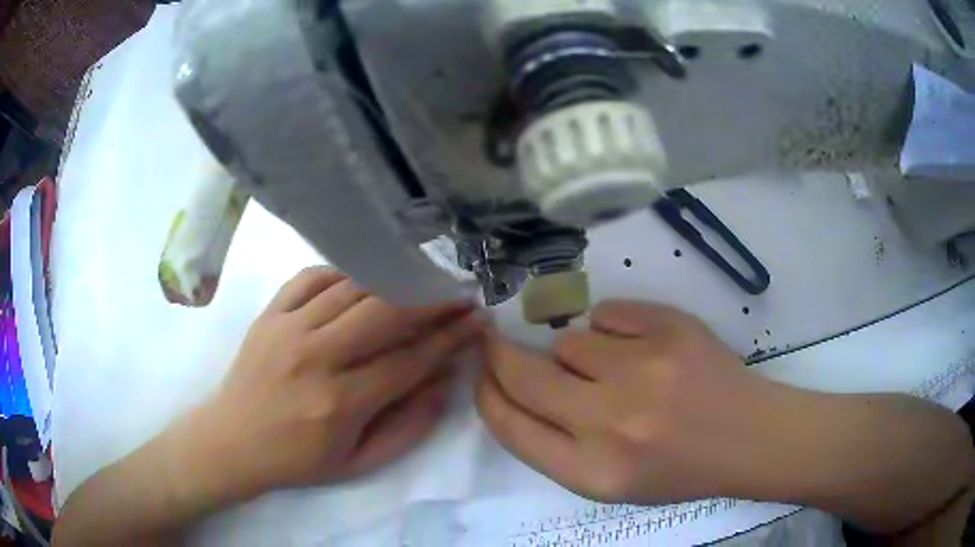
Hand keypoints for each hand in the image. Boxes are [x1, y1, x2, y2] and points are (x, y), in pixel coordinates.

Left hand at [178, 268, 484, 502]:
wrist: (232, 441)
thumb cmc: (298, 460)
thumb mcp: (359, 462)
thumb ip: (409, 426)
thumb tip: (445, 381)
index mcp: (340, 403)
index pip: (408, 360)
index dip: (449, 338)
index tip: (476, 320)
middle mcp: (315, 358)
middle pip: (384, 312)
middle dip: (430, 299)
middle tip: (458, 292)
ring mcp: (287, 328)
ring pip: (352, 288)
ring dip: (393, 281)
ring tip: (420, 281)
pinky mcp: (269, 314)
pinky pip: (312, 277)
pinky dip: (343, 273)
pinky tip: (361, 281)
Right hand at [476, 300, 794, 504]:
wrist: (748, 437)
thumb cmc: (677, 468)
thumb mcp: (607, 481)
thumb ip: (554, 442)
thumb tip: (514, 384)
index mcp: (592, 473)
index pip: (510, 426)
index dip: (486, 394)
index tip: (482, 374)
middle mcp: (612, 423)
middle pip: (523, 374)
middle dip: (500, 355)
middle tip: (498, 343)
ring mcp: (645, 369)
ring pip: (569, 341)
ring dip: (578, 354)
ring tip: (617, 370)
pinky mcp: (671, 329)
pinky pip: (607, 313)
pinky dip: (613, 328)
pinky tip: (643, 349)